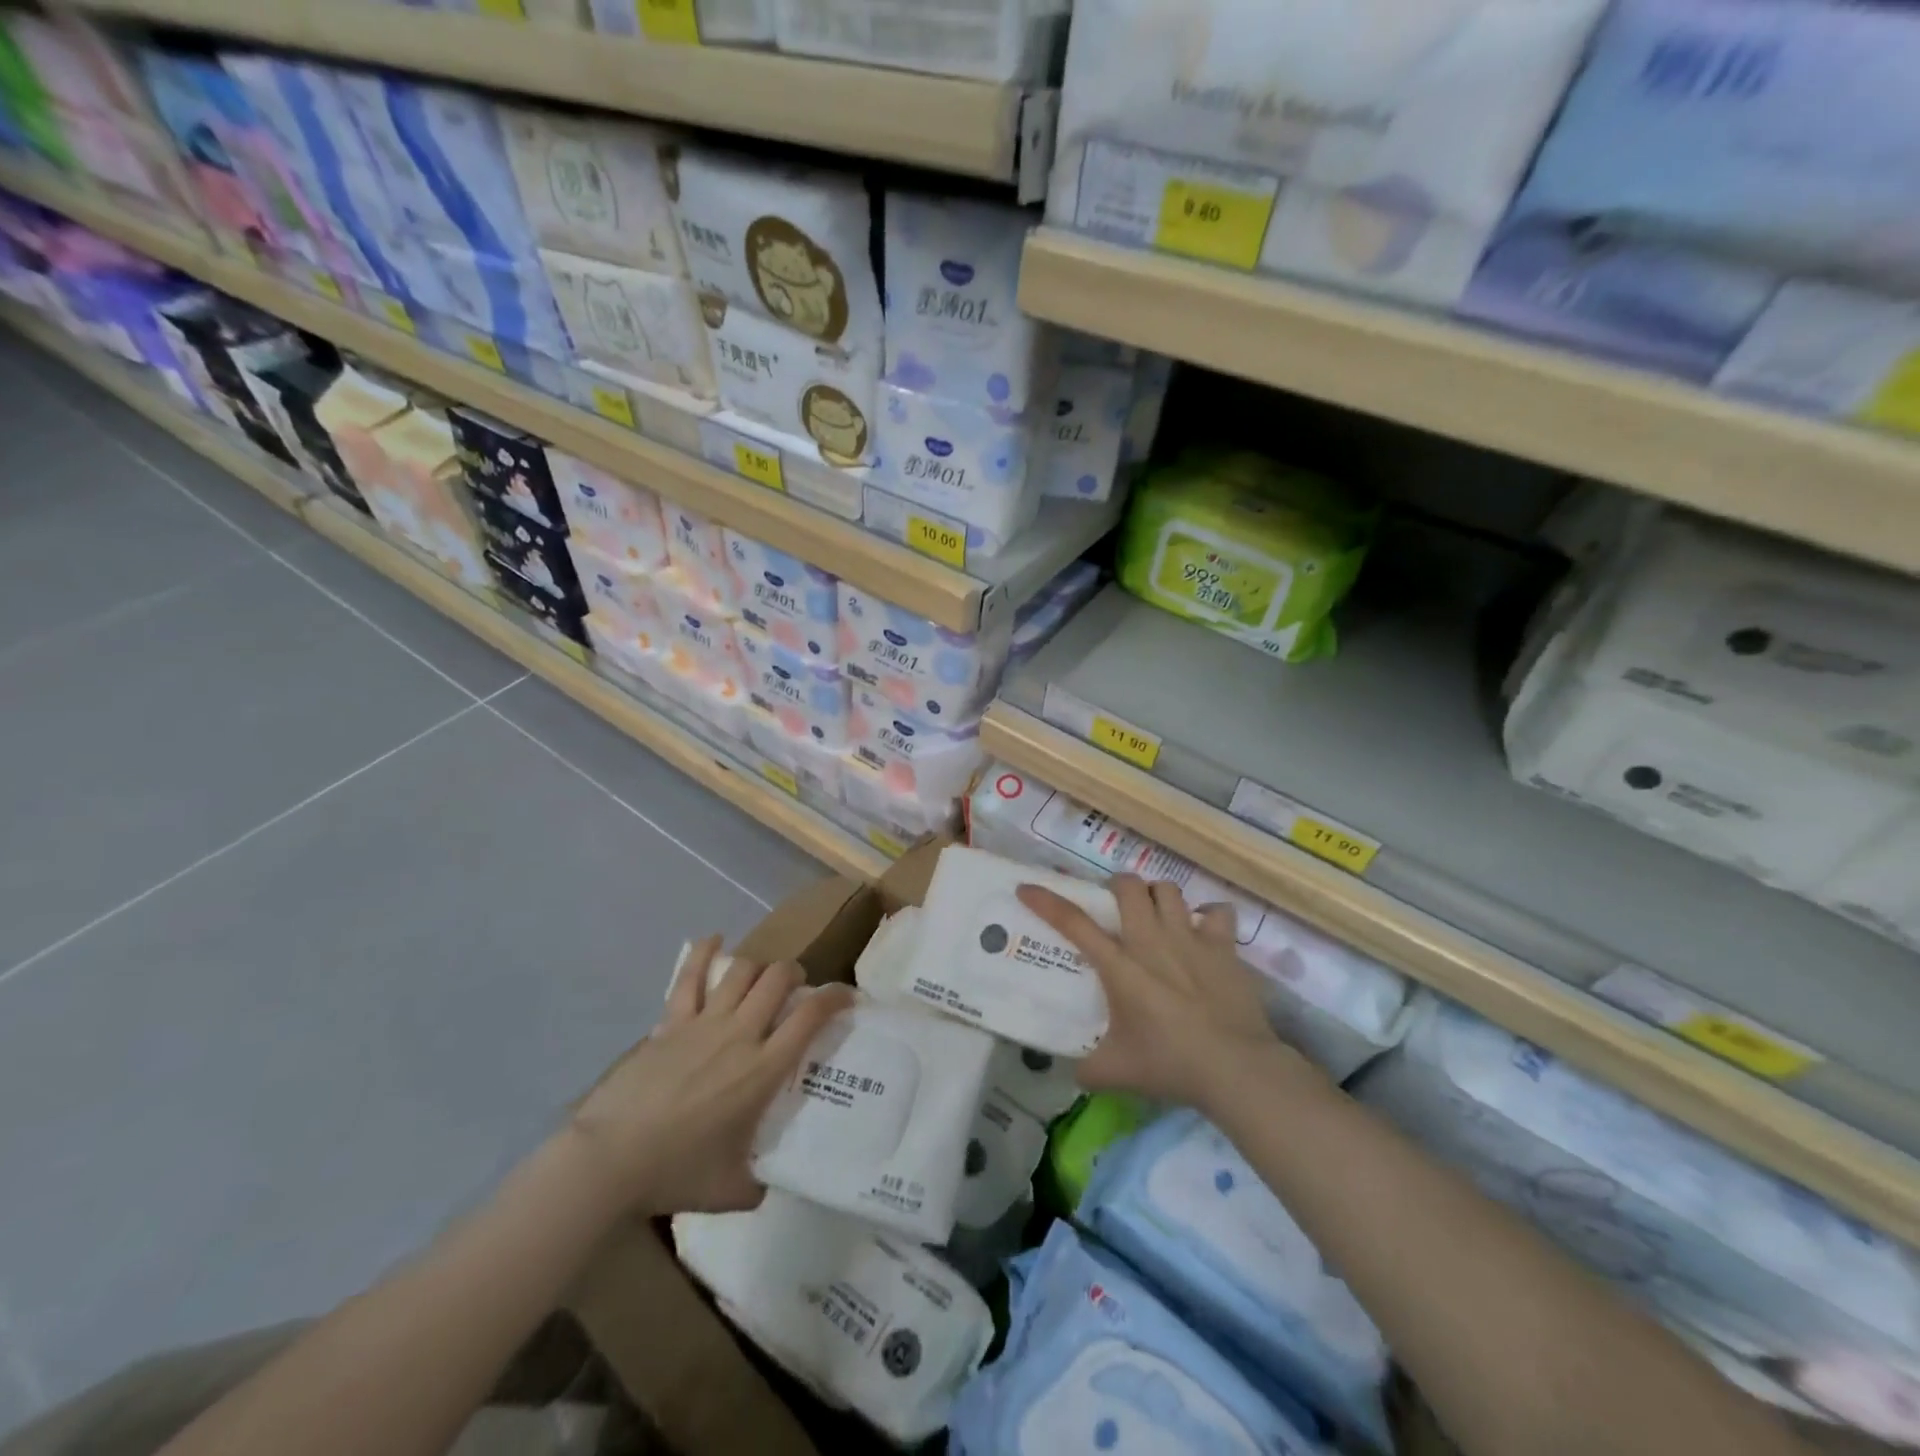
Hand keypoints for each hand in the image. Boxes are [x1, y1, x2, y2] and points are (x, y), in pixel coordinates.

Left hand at [568, 937, 852, 1217]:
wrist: (609, 1160)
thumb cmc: (674, 1173)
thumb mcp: (731, 1192)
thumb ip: (757, 1184)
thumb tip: (767, 1184)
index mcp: (762, 1070)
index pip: (810, 1017)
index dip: (835, 997)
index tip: (846, 996)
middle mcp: (740, 1034)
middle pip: (778, 978)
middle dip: (795, 973)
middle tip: (796, 988)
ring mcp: (703, 1023)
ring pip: (742, 970)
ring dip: (758, 967)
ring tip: (760, 977)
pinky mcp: (670, 1021)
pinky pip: (690, 976)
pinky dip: (704, 952)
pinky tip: (714, 939)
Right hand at [1017, 875, 1301, 1111]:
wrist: (1235, 1068)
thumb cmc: (1170, 1064)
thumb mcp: (1115, 1073)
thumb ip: (1087, 1068)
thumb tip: (1075, 1072)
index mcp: (1119, 965)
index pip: (1074, 923)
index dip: (1046, 902)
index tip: (1027, 888)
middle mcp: (1151, 940)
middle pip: (1128, 886)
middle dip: (1116, 886)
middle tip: (1114, 905)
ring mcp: (1190, 938)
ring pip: (1168, 890)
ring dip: (1157, 896)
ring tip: (1155, 913)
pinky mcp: (1223, 947)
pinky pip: (1217, 911)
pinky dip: (1208, 915)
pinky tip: (1204, 929)